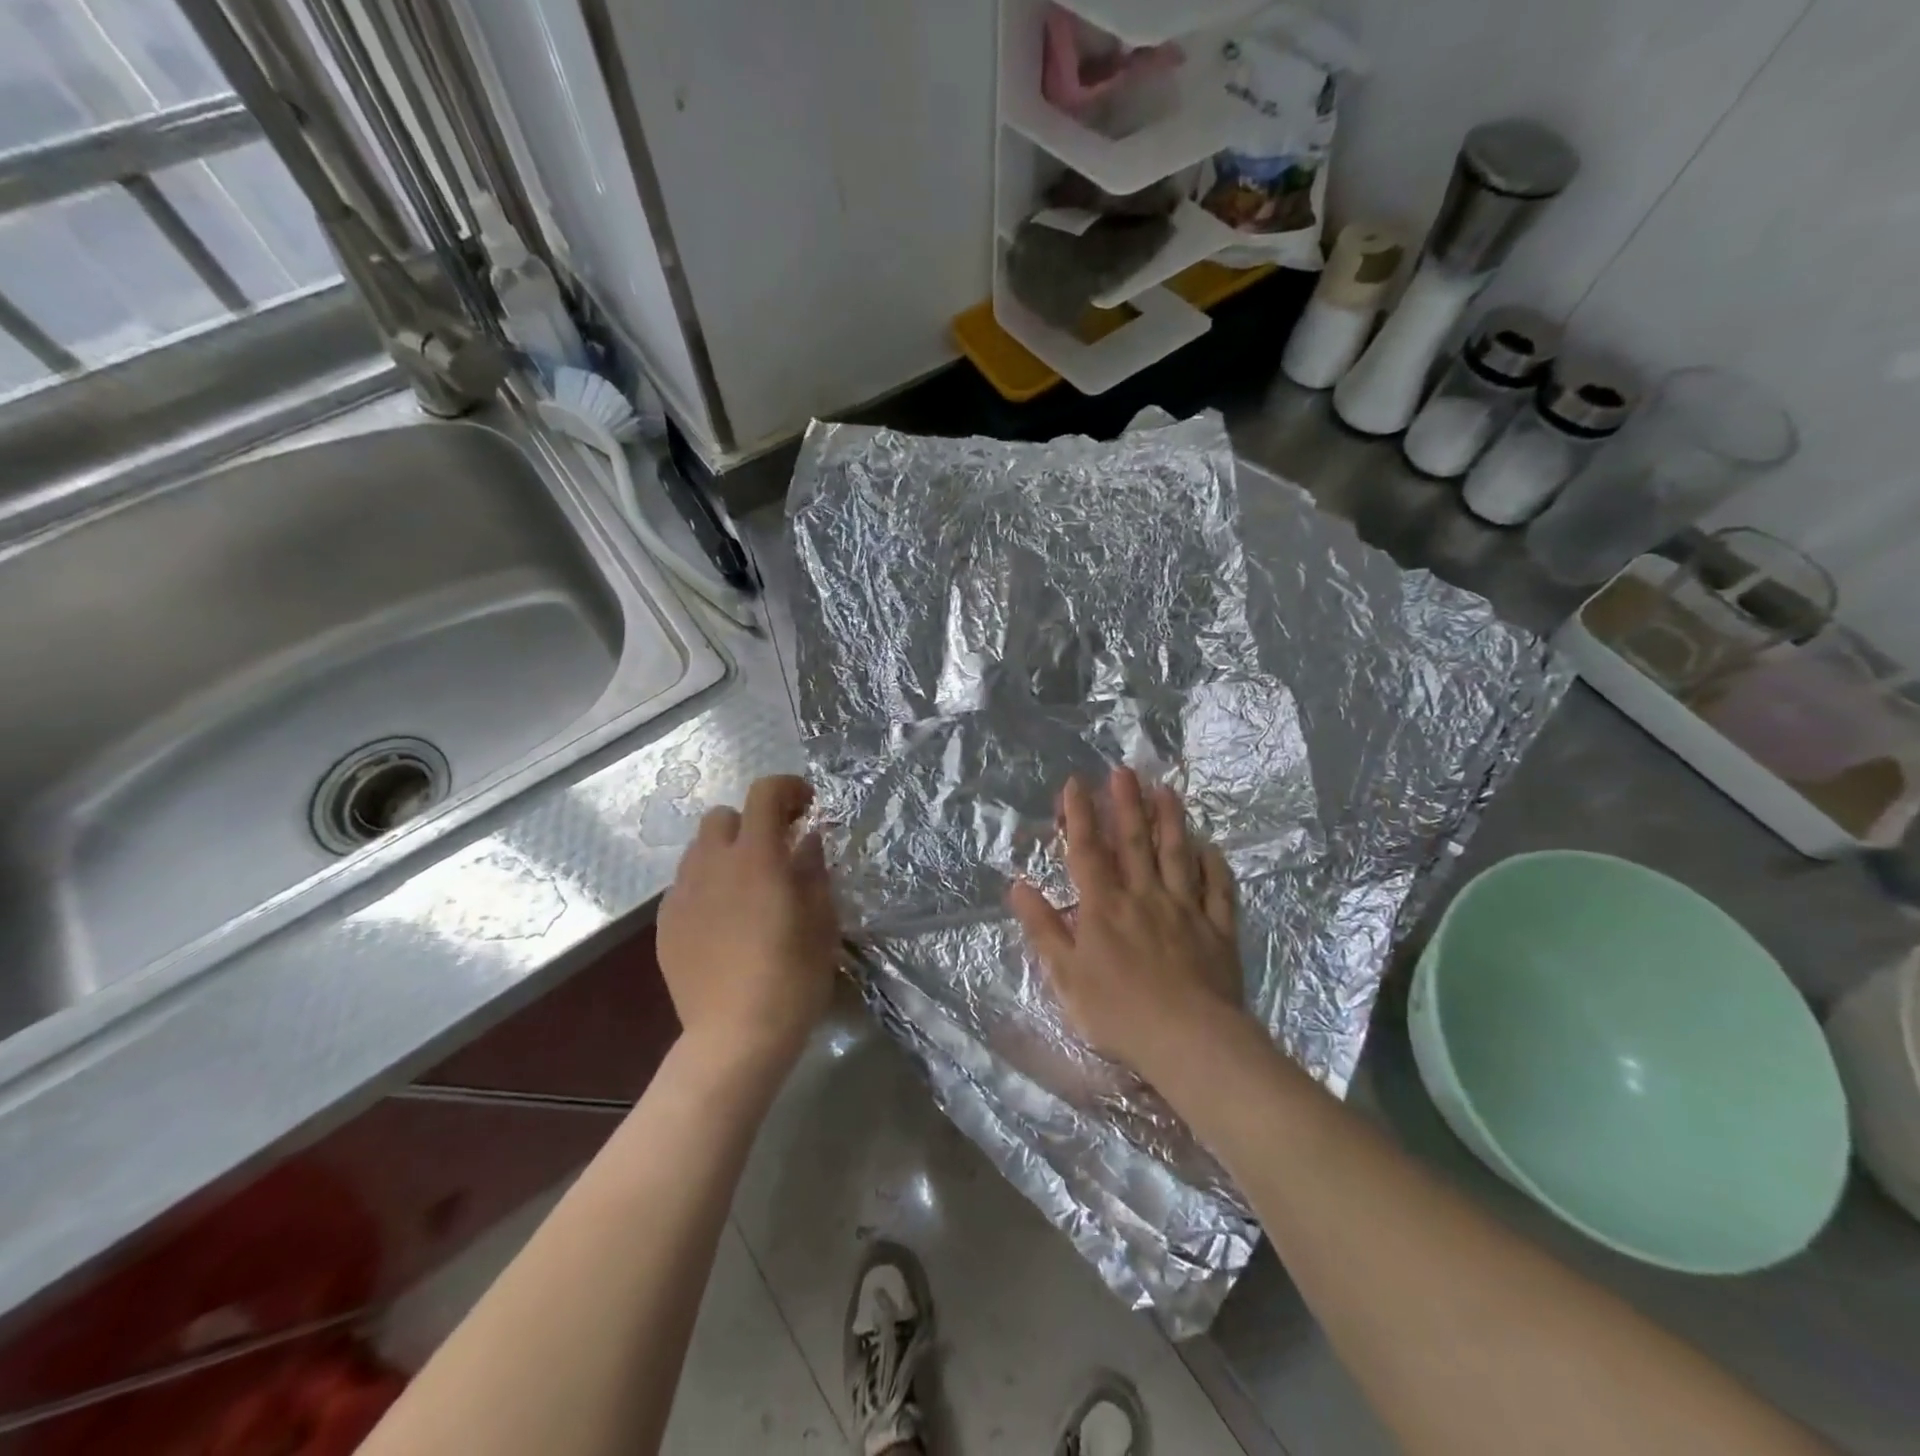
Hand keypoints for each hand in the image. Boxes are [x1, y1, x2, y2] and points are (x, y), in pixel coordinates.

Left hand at [657, 775, 841, 1070]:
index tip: (807, 807)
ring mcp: (682, 895)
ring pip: (699, 850)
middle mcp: (711, 865)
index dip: (787, 788)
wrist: (735, 1036)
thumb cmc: (792, 976)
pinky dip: (707, 886)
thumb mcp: (821, 919)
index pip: (764, 793)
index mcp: (756, 857)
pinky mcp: (665, 925)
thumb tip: (809, 839)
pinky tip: (724, 920)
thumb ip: (813, 869)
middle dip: (751, 822)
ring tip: (748, 886)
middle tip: (776, 850)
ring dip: (727, 853)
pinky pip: (685, 886)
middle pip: (721, 816)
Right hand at [1008, 766, 1246, 1084]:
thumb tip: (1018, 886)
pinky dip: (1215, 865)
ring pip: (1177, 855)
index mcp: (1105, 907)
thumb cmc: (1118, 1012)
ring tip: (1166, 790)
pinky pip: (1218, 890)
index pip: (1088, 851)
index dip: (1080, 815)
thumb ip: (1043, 928)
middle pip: (1134, 842)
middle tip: (1124, 770)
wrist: (1188, 1040)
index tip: (1076, 783)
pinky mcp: (1218, 930)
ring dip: (1171, 820)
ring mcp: (1186, 910)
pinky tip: (1211, 847)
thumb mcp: (1065, 975)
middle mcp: (1144, 896)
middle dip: (1126, 803)